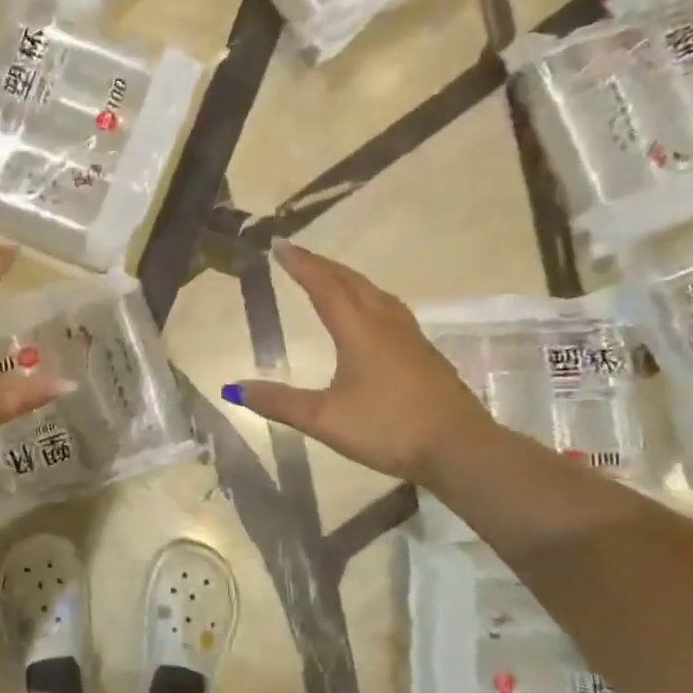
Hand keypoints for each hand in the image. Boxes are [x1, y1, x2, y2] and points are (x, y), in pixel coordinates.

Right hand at [226, 242, 493, 482]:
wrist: (459, 448)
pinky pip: (389, 309)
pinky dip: (367, 298)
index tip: (279, 244)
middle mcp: (386, 324)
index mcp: (359, 331)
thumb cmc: (388, 428)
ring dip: (348, 279)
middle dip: (322, 265)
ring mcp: (409, 337)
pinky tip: (368, 314)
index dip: (301, 264)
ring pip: (375, 293)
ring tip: (329, 276)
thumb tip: (234, 389)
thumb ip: (279, 402)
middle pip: (352, 282)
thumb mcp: (324, 419)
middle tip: (296, 254)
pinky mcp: (423, 353)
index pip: (325, 287)